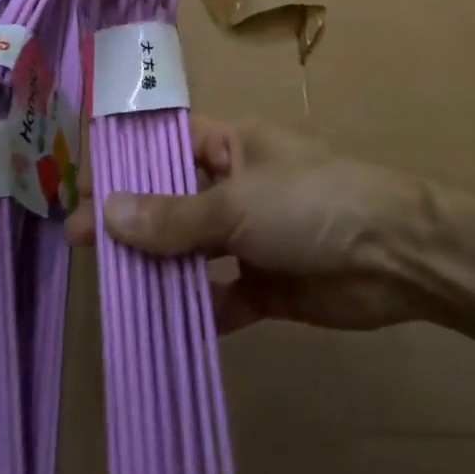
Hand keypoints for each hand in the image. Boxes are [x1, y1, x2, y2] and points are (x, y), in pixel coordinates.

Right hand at [69, 117, 429, 333]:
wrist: (394, 255)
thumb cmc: (310, 202)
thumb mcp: (236, 204)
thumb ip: (173, 216)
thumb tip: (106, 212)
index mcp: (231, 144)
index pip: (167, 144)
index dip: (126, 162)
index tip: (83, 186)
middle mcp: (236, 185)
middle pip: (173, 199)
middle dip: (132, 221)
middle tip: (80, 244)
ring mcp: (251, 236)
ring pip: (192, 251)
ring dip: (159, 269)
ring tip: (111, 289)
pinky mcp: (267, 284)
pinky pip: (220, 296)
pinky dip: (197, 311)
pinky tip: (162, 329)